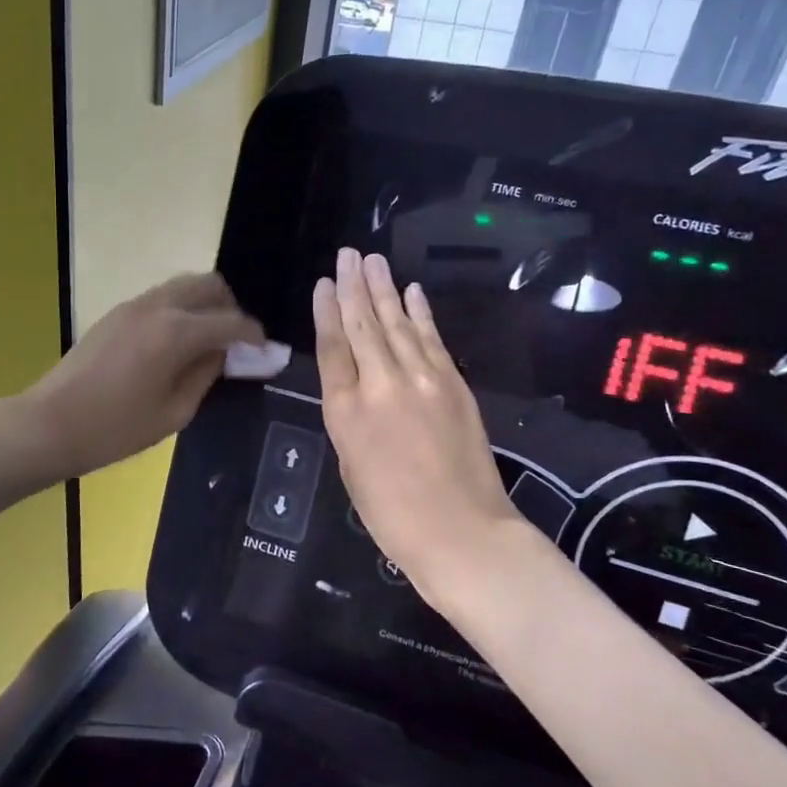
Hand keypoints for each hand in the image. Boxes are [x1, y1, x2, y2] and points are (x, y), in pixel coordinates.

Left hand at [24, 273, 265, 478]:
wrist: (49, 423)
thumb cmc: (115, 429)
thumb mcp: (173, 413)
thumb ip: (205, 376)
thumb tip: (222, 354)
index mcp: (176, 332)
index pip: (230, 321)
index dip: (253, 334)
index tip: (264, 349)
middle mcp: (158, 306)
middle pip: (208, 285)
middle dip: (230, 308)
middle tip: (235, 341)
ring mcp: (133, 305)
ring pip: (183, 285)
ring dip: (204, 304)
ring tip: (208, 340)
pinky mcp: (116, 312)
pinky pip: (161, 297)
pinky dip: (180, 308)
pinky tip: (177, 342)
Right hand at [314, 249, 522, 610]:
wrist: (462, 533)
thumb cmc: (392, 514)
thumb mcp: (351, 467)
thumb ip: (350, 419)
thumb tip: (357, 387)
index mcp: (345, 412)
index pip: (332, 347)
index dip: (327, 311)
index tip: (325, 282)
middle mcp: (381, 386)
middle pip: (363, 325)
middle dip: (354, 287)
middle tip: (347, 253)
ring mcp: (422, 381)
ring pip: (397, 324)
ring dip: (384, 289)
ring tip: (372, 260)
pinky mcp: (454, 384)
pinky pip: (432, 339)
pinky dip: (421, 313)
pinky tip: (411, 292)